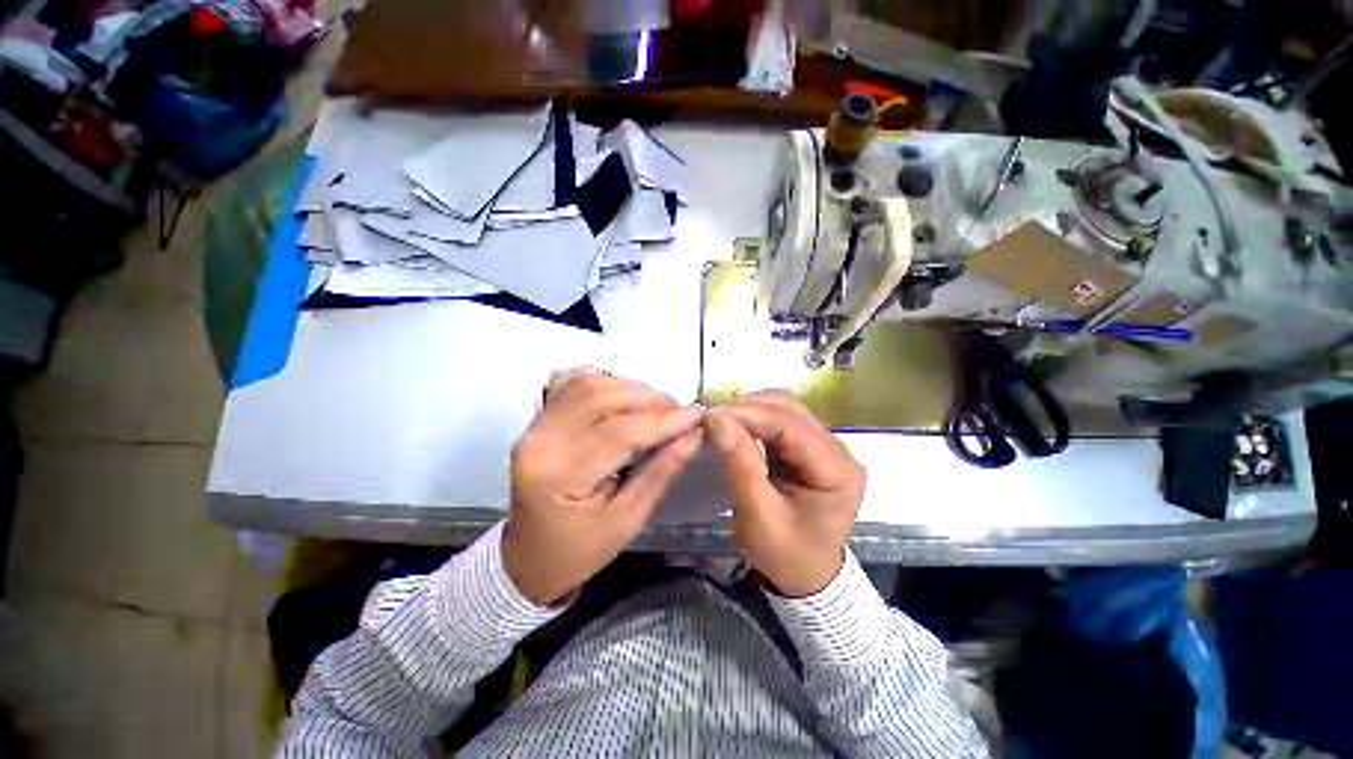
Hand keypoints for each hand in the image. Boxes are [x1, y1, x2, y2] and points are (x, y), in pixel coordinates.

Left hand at [503, 370, 703, 605]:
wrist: (529, 555)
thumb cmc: (578, 550)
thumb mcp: (627, 521)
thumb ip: (660, 472)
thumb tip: (692, 435)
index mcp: (558, 474)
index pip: (619, 432)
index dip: (664, 421)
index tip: (698, 416)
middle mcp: (541, 439)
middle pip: (602, 397)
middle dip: (650, 400)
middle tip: (680, 414)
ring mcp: (536, 424)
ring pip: (590, 383)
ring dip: (631, 389)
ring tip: (658, 409)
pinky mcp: (540, 418)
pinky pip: (575, 383)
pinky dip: (607, 383)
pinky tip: (626, 399)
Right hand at [707, 392, 864, 596]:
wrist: (807, 578)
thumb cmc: (786, 556)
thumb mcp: (759, 518)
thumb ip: (741, 466)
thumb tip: (718, 421)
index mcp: (837, 471)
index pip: (791, 426)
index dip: (750, 415)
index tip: (711, 416)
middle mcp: (838, 451)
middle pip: (791, 412)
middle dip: (748, 409)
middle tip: (711, 417)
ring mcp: (826, 448)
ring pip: (785, 411)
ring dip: (751, 411)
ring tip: (720, 420)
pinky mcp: (810, 449)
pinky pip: (781, 422)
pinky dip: (755, 420)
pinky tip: (735, 426)